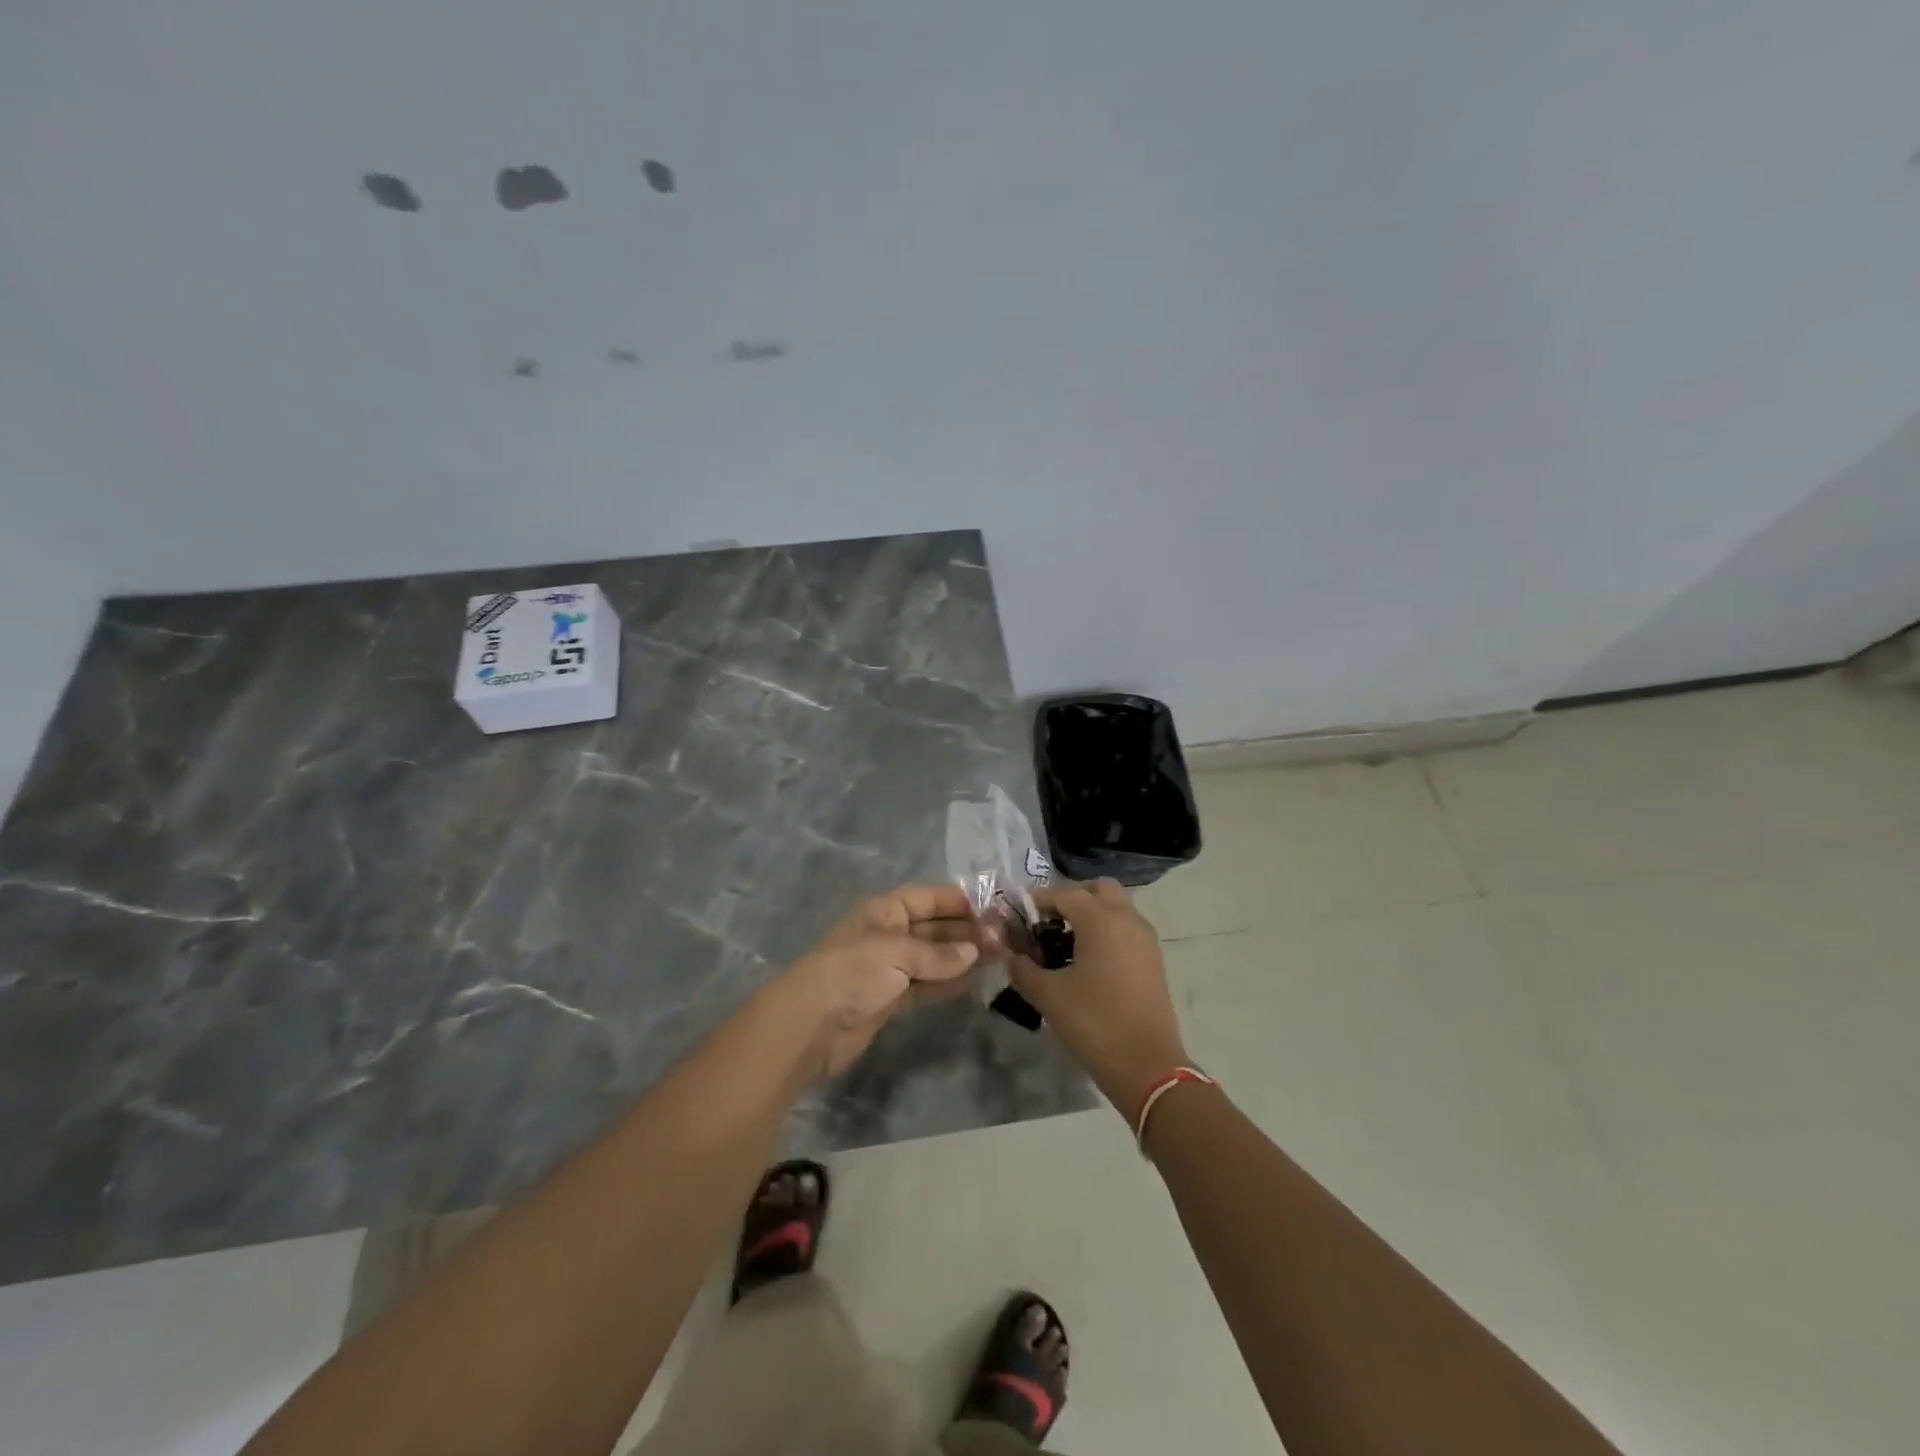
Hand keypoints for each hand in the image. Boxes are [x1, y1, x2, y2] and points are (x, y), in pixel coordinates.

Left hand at [776, 884, 982, 1078]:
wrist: (810, 1026)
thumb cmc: (852, 973)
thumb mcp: (896, 953)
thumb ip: (937, 953)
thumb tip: (974, 952)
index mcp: (884, 911)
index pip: (928, 897)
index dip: (959, 900)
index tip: (994, 907)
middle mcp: (889, 934)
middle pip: (934, 927)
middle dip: (967, 931)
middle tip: (1006, 939)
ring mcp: (889, 968)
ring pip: (934, 957)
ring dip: (963, 957)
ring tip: (1001, 958)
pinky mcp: (891, 999)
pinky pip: (927, 985)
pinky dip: (949, 982)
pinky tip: (975, 981)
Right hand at [1007, 879, 1188, 1115]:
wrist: (1147, 1067)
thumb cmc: (1094, 1023)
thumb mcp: (1048, 995)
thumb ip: (1023, 968)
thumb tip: (1010, 955)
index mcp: (1101, 919)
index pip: (1064, 894)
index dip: (1037, 901)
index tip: (1016, 914)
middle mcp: (1127, 919)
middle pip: (1098, 889)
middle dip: (1071, 898)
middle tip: (1047, 921)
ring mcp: (1145, 939)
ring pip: (1116, 907)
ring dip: (1092, 914)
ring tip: (1064, 942)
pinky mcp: (1153, 960)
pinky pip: (1127, 929)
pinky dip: (1107, 931)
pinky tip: (1086, 960)